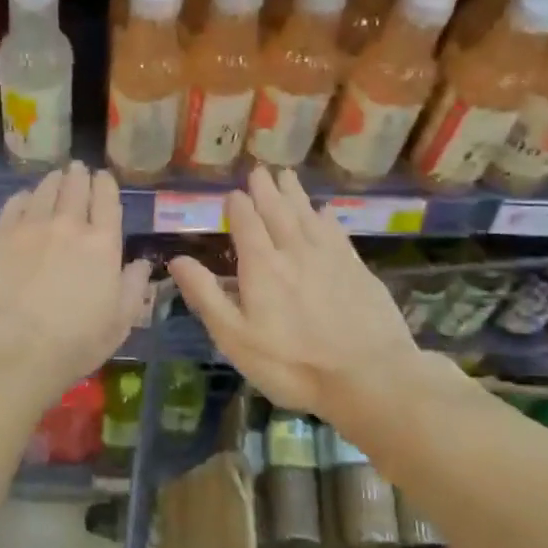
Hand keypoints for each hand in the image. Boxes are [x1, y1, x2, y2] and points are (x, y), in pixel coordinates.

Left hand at [0, 162, 151, 410]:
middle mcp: (67, 225)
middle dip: (79, 175)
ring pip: (44, 190)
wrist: (11, 349)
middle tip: (78, 170)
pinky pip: (14, 204)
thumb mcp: (118, 324)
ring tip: (55, 178)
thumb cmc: (73, 344)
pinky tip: (25, 199)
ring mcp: (29, 227)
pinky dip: (24, 197)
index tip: (102, 177)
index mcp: (102, 244)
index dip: (105, 185)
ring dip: (53, 181)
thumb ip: (132, 288)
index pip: (107, 200)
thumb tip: (141, 264)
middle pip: (75, 188)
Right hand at [168, 167, 425, 429]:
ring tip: (287, 176)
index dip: (238, 206)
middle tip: (259, 170)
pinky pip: (336, 232)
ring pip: (308, 215)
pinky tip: (324, 212)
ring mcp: (330, 258)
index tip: (232, 193)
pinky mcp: (357, 270)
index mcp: (261, 266)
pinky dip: (325, 217)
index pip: (246, 223)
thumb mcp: (235, 337)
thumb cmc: (292, 364)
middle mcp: (295, 251)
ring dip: (294, 195)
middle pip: (278, 212)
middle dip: (266, 190)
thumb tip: (178, 260)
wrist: (370, 376)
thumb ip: (206, 295)